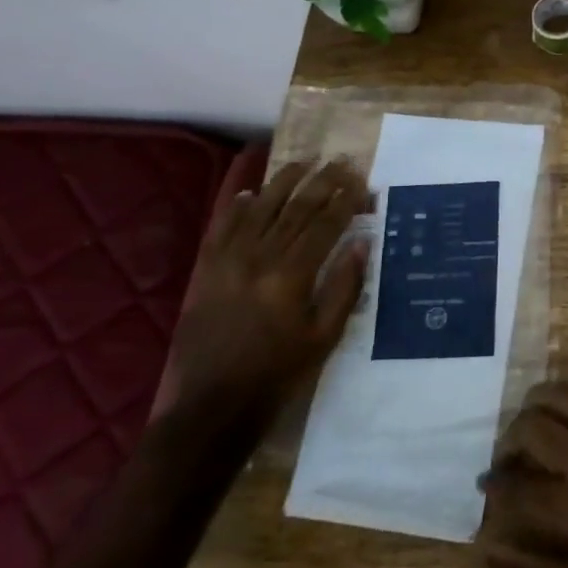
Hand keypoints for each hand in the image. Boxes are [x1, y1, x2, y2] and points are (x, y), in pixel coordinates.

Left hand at [167, 158, 370, 436]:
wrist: (212, 405)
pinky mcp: (206, 271)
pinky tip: (251, 192)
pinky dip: (238, 206)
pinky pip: (222, 227)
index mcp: (291, 275)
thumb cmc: (278, 374)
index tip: (360, 180)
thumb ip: (344, 287)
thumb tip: (361, 244)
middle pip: (295, 209)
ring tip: (303, 163)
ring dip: (282, 183)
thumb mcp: (324, 337)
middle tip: (340, 161)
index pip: (324, 225)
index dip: (344, 200)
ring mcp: (227, 261)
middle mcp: (258, 258)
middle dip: (321, 182)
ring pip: (259, 209)